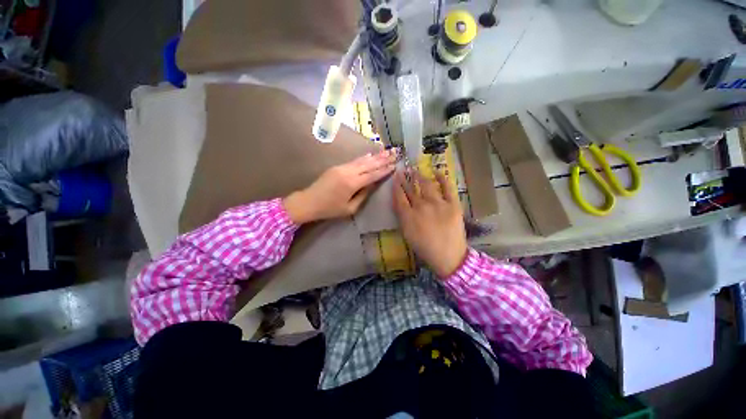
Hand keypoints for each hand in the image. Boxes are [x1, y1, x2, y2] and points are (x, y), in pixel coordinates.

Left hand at [284, 149, 396, 223]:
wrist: (309, 201)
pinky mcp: (337, 167)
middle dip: (383, 159)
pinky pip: (354, 161)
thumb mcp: (349, 208)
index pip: (372, 175)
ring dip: (375, 156)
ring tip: (387, 151)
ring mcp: (342, 167)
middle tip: (395, 153)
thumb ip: (363, 196)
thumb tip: (372, 185)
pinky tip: (371, 155)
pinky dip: (364, 158)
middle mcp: (348, 172)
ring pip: (362, 160)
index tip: (395, 165)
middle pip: (369, 164)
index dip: (384, 170)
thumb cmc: (330, 209)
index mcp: (352, 183)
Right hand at [393, 169, 466, 277]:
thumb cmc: (425, 248)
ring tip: (415, 170)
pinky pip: (447, 187)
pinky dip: (442, 178)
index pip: (399, 197)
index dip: (396, 186)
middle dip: (405, 179)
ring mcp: (438, 204)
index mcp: (409, 216)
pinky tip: (436, 171)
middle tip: (402, 171)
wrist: (449, 256)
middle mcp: (421, 207)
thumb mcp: (407, 234)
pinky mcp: (452, 204)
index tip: (394, 178)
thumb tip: (399, 202)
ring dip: (419, 176)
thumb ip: (402, 217)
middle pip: (411, 190)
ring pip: (426, 185)